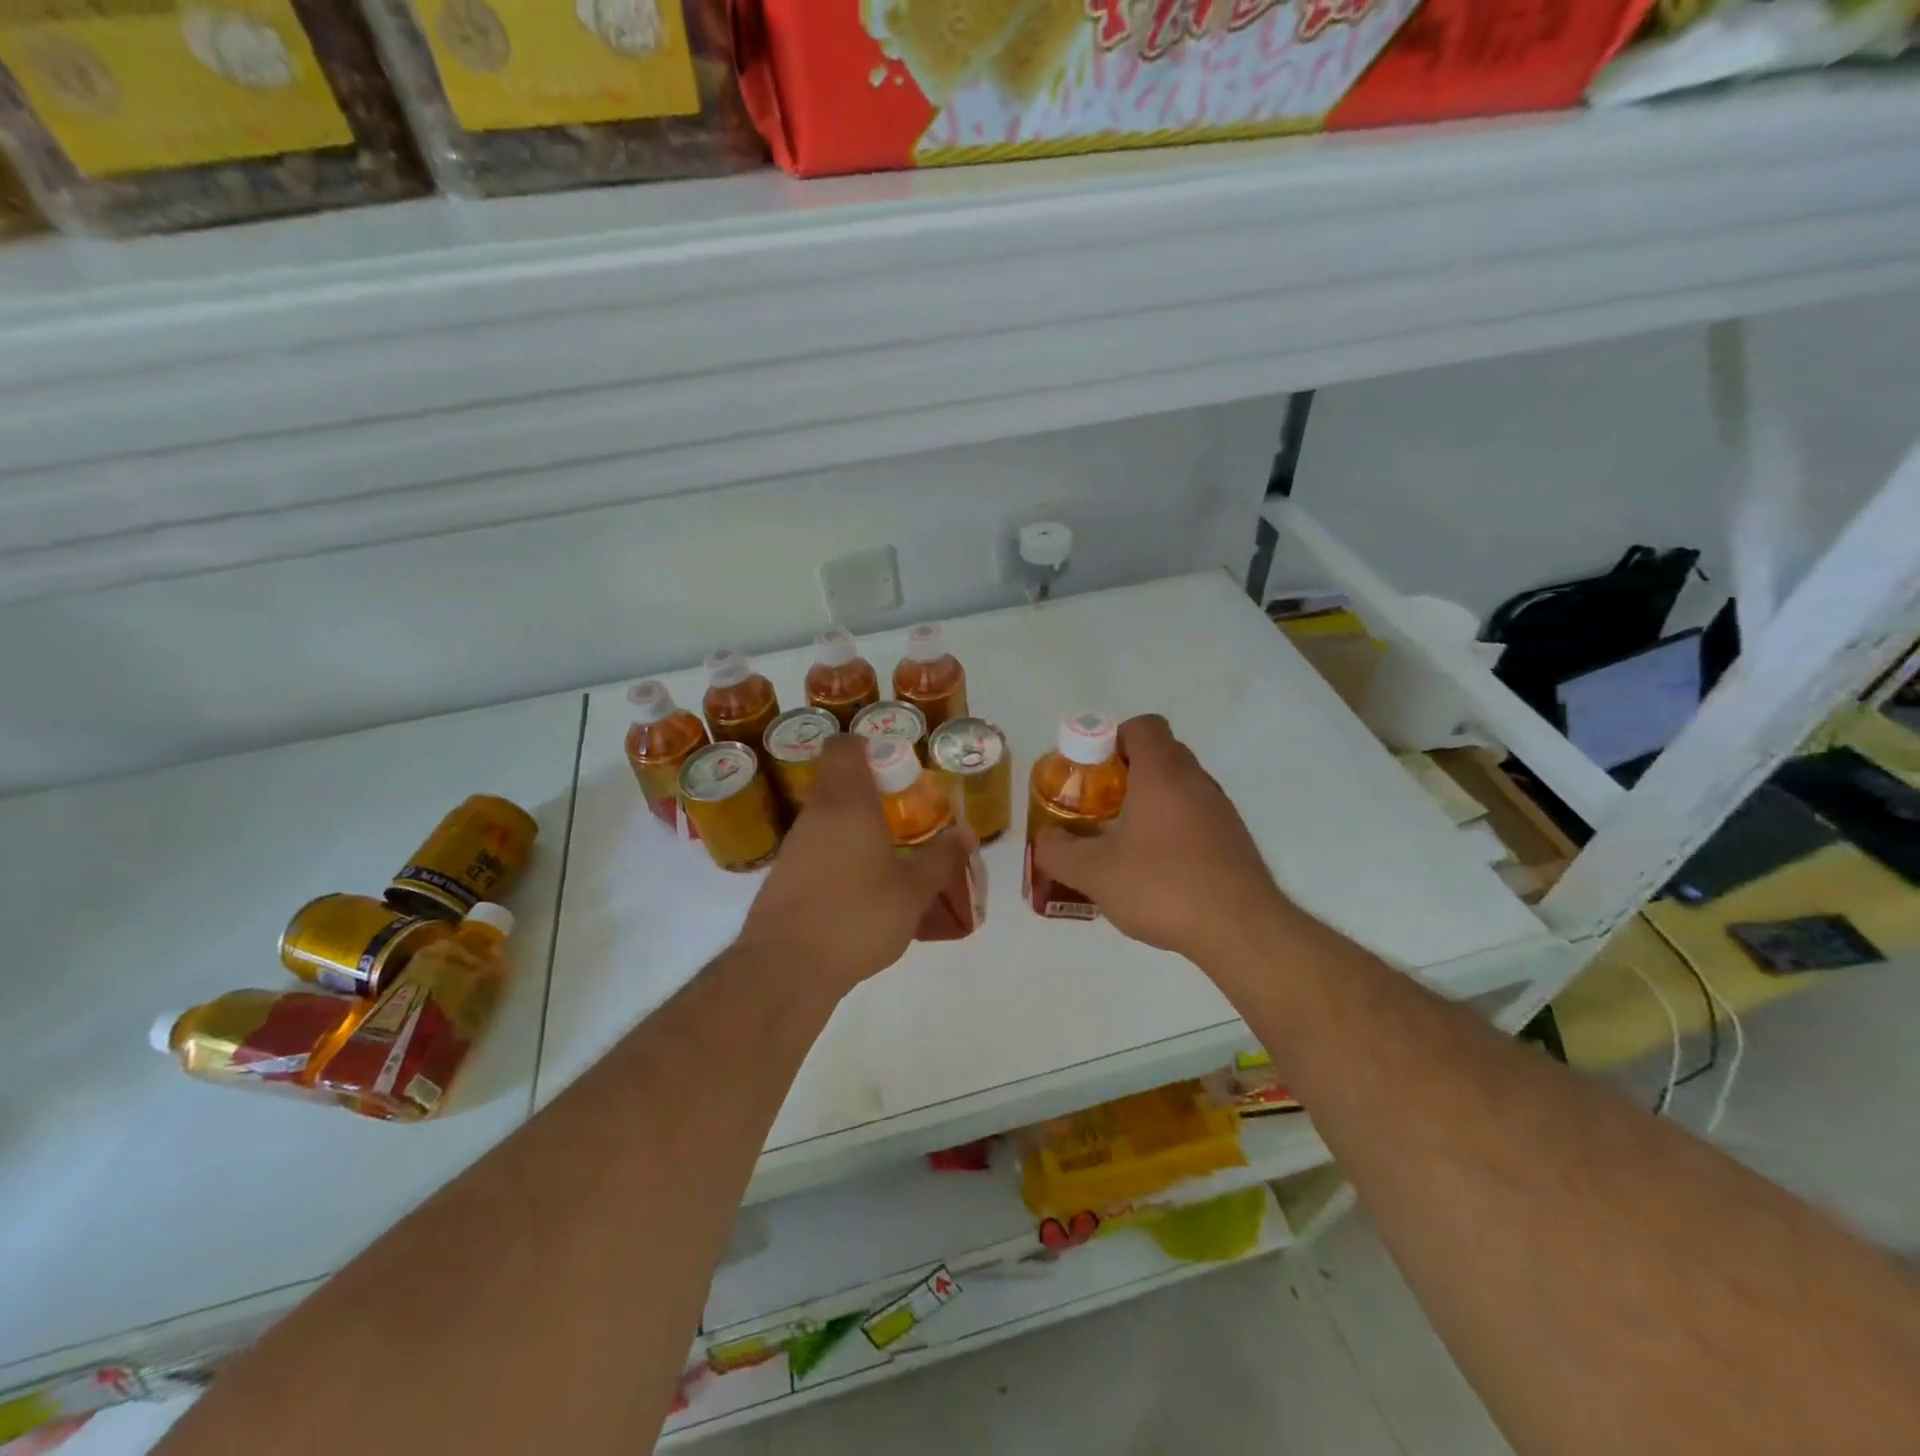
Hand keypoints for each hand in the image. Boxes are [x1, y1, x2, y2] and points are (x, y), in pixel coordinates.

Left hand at [738, 735, 972, 995]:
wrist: (785, 969)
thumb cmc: (856, 917)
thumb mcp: (913, 891)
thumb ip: (941, 859)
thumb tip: (966, 833)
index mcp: (846, 802)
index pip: (844, 747)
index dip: (870, 746)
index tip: (898, 768)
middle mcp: (815, 814)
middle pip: (839, 782)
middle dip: (874, 793)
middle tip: (907, 815)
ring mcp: (794, 845)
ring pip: (828, 818)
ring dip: (858, 827)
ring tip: (892, 856)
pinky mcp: (783, 876)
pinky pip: (818, 849)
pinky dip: (841, 855)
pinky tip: (863, 889)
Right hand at [1033, 714, 1293, 967]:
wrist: (1242, 931)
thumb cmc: (1163, 887)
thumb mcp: (1093, 873)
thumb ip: (1058, 852)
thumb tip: (1047, 840)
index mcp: (1163, 774)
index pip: (1143, 726)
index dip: (1112, 739)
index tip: (1092, 773)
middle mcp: (1196, 781)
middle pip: (1160, 754)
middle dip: (1125, 772)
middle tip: (1100, 807)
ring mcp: (1221, 810)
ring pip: (1179, 787)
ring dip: (1150, 802)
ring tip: (1124, 842)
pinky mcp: (1234, 840)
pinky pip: (1196, 816)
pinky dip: (1172, 828)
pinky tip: (1156, 870)